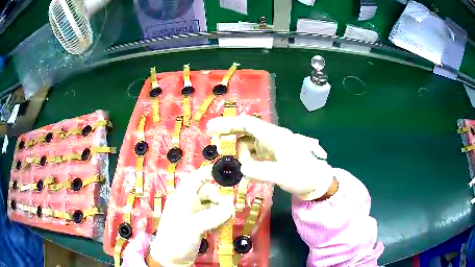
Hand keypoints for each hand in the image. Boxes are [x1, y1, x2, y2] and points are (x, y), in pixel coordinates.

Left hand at [148, 166, 233, 265]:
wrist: (171, 258)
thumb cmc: (176, 239)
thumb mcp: (194, 226)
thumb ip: (214, 215)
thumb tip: (231, 207)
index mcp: (183, 196)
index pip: (197, 177)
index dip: (211, 173)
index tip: (227, 175)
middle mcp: (189, 202)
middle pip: (209, 192)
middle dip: (220, 200)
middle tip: (228, 213)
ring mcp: (194, 213)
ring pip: (213, 204)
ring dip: (221, 212)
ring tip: (220, 224)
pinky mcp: (199, 223)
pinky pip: (213, 215)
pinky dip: (218, 220)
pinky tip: (216, 229)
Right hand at [207, 115, 334, 199]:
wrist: (316, 183)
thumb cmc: (304, 176)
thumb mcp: (284, 175)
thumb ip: (262, 171)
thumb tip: (242, 169)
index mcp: (274, 136)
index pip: (247, 124)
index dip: (228, 124)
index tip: (210, 128)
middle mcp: (271, 137)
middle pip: (245, 132)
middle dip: (230, 137)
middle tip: (216, 145)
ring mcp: (271, 146)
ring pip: (248, 145)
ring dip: (242, 157)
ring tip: (247, 173)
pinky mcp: (271, 155)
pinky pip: (253, 155)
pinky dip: (248, 163)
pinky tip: (249, 173)